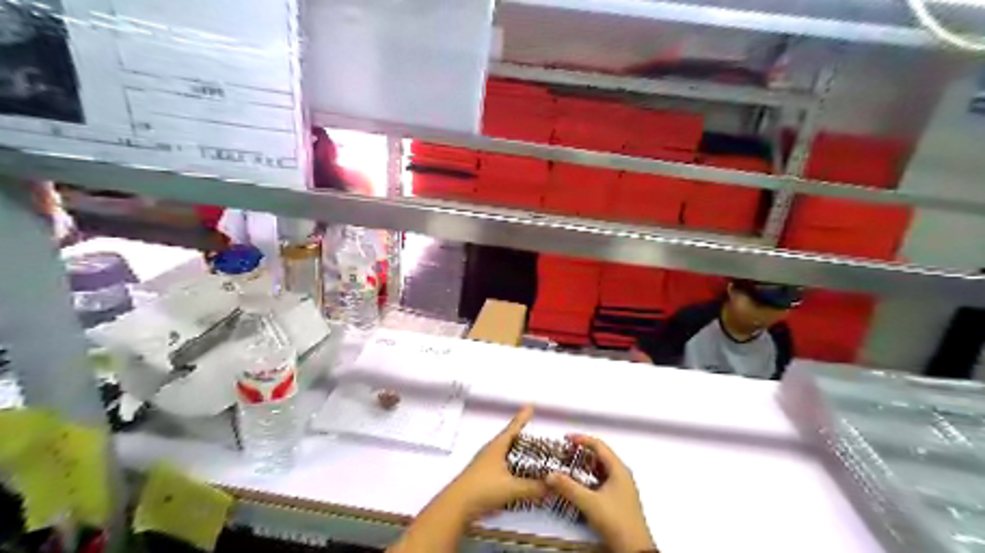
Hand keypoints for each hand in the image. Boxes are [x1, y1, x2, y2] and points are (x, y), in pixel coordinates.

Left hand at [443, 407, 550, 518]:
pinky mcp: (482, 477)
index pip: (513, 428)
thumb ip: (534, 488)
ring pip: (504, 453)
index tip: (530, 406)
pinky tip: (518, 476)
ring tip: (530, 454)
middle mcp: (490, 451)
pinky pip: (502, 467)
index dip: (523, 418)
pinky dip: (512, 467)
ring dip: (517, 452)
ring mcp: (484, 464)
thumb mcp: (512, 488)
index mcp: (497, 446)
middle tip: (535, 433)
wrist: (456, 506)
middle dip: (522, 435)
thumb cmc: (483, 489)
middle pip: (508, 439)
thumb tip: (552, 486)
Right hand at [546, 436, 652, 551]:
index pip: (599, 446)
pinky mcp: (618, 500)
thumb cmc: (617, 521)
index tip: (566, 439)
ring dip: (584, 467)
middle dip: (581, 453)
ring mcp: (621, 488)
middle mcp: (621, 475)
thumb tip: (550, 475)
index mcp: (618, 469)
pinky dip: (588, 479)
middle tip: (565, 453)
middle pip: (600, 456)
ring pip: (600, 470)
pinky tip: (578, 486)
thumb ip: (569, 488)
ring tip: (568, 467)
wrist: (634, 550)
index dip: (582, 439)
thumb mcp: (590, 503)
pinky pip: (601, 482)